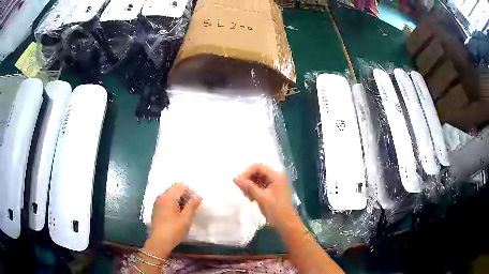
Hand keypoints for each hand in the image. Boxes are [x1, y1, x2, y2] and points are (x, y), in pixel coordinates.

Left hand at [144, 183, 201, 257]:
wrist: (159, 242)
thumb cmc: (173, 230)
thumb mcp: (185, 218)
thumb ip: (192, 206)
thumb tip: (198, 196)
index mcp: (167, 197)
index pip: (180, 186)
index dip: (190, 191)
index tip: (196, 201)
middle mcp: (161, 197)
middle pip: (175, 190)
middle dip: (185, 195)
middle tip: (193, 207)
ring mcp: (157, 203)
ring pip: (171, 196)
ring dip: (180, 200)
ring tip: (187, 212)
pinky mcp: (156, 210)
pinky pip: (166, 202)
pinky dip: (174, 204)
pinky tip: (178, 215)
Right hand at [233, 163, 297, 227]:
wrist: (286, 223)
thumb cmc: (276, 210)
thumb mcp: (261, 198)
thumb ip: (248, 187)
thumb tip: (235, 178)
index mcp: (276, 176)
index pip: (258, 167)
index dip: (246, 172)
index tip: (239, 182)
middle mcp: (276, 176)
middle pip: (257, 171)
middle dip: (248, 179)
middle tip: (243, 191)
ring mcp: (274, 183)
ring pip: (258, 178)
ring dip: (250, 185)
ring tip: (247, 196)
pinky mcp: (272, 189)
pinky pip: (260, 184)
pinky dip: (254, 189)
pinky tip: (251, 198)